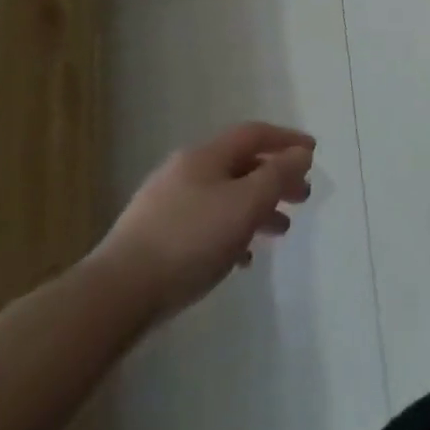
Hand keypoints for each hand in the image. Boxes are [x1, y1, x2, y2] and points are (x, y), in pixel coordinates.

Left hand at [93, 123, 315, 323]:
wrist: (116, 295)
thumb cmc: (191, 240)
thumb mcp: (247, 203)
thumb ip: (279, 175)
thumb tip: (300, 154)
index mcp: (205, 156)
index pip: (254, 133)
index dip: (287, 139)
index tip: (313, 153)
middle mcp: (184, 171)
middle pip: (241, 165)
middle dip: (276, 178)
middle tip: (302, 196)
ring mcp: (166, 205)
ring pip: (225, 196)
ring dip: (257, 208)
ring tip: (280, 230)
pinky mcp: (155, 238)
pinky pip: (206, 224)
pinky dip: (232, 232)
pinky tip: (242, 258)